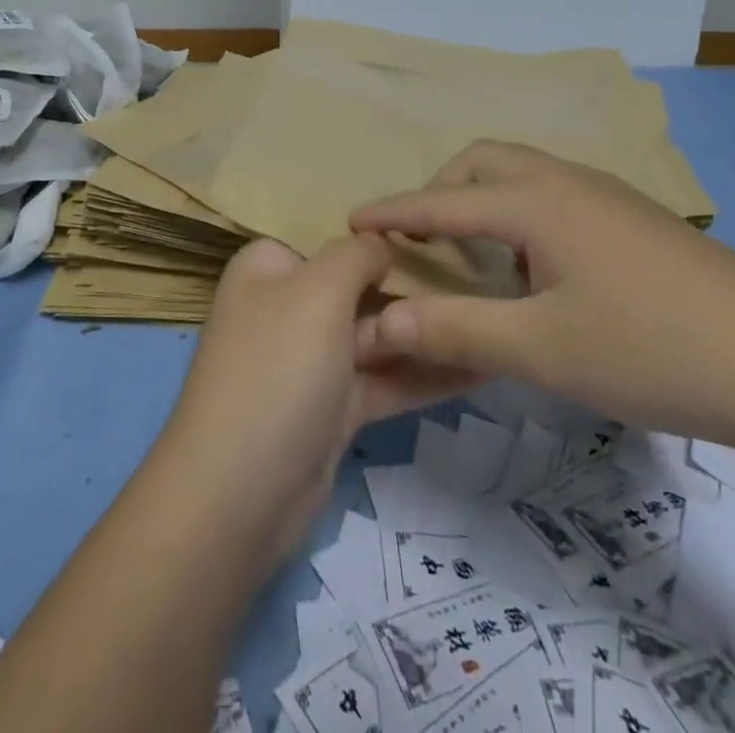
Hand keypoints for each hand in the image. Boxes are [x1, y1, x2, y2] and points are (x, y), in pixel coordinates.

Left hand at [157, 236, 477, 567]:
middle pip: (360, 286)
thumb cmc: (277, 369)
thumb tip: (381, 241)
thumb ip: (356, 255)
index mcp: (270, 267)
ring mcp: (311, 360)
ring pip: (378, 336)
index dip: (384, 238)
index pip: (333, 239)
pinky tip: (482, 367)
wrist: (238, 495)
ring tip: (496, 319)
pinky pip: (385, 380)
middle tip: (490, 279)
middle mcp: (288, 306)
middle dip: (418, 286)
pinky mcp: (333, 408)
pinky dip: (426, 375)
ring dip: (430, 332)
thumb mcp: (317, 292)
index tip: (445, 238)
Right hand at [350, 141, 734, 446]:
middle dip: (441, 193)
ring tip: (477, 257)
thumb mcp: (541, 350)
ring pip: (524, 176)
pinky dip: (521, 215)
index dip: (392, 211)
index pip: (443, 201)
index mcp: (537, 202)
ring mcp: (609, 196)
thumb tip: (378, 323)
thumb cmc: (651, 350)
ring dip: (485, 202)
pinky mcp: (637, 219)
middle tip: (424, 241)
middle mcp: (568, 181)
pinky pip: (555, 196)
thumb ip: (454, 332)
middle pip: (484, 163)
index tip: (350, 220)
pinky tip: (538, 269)